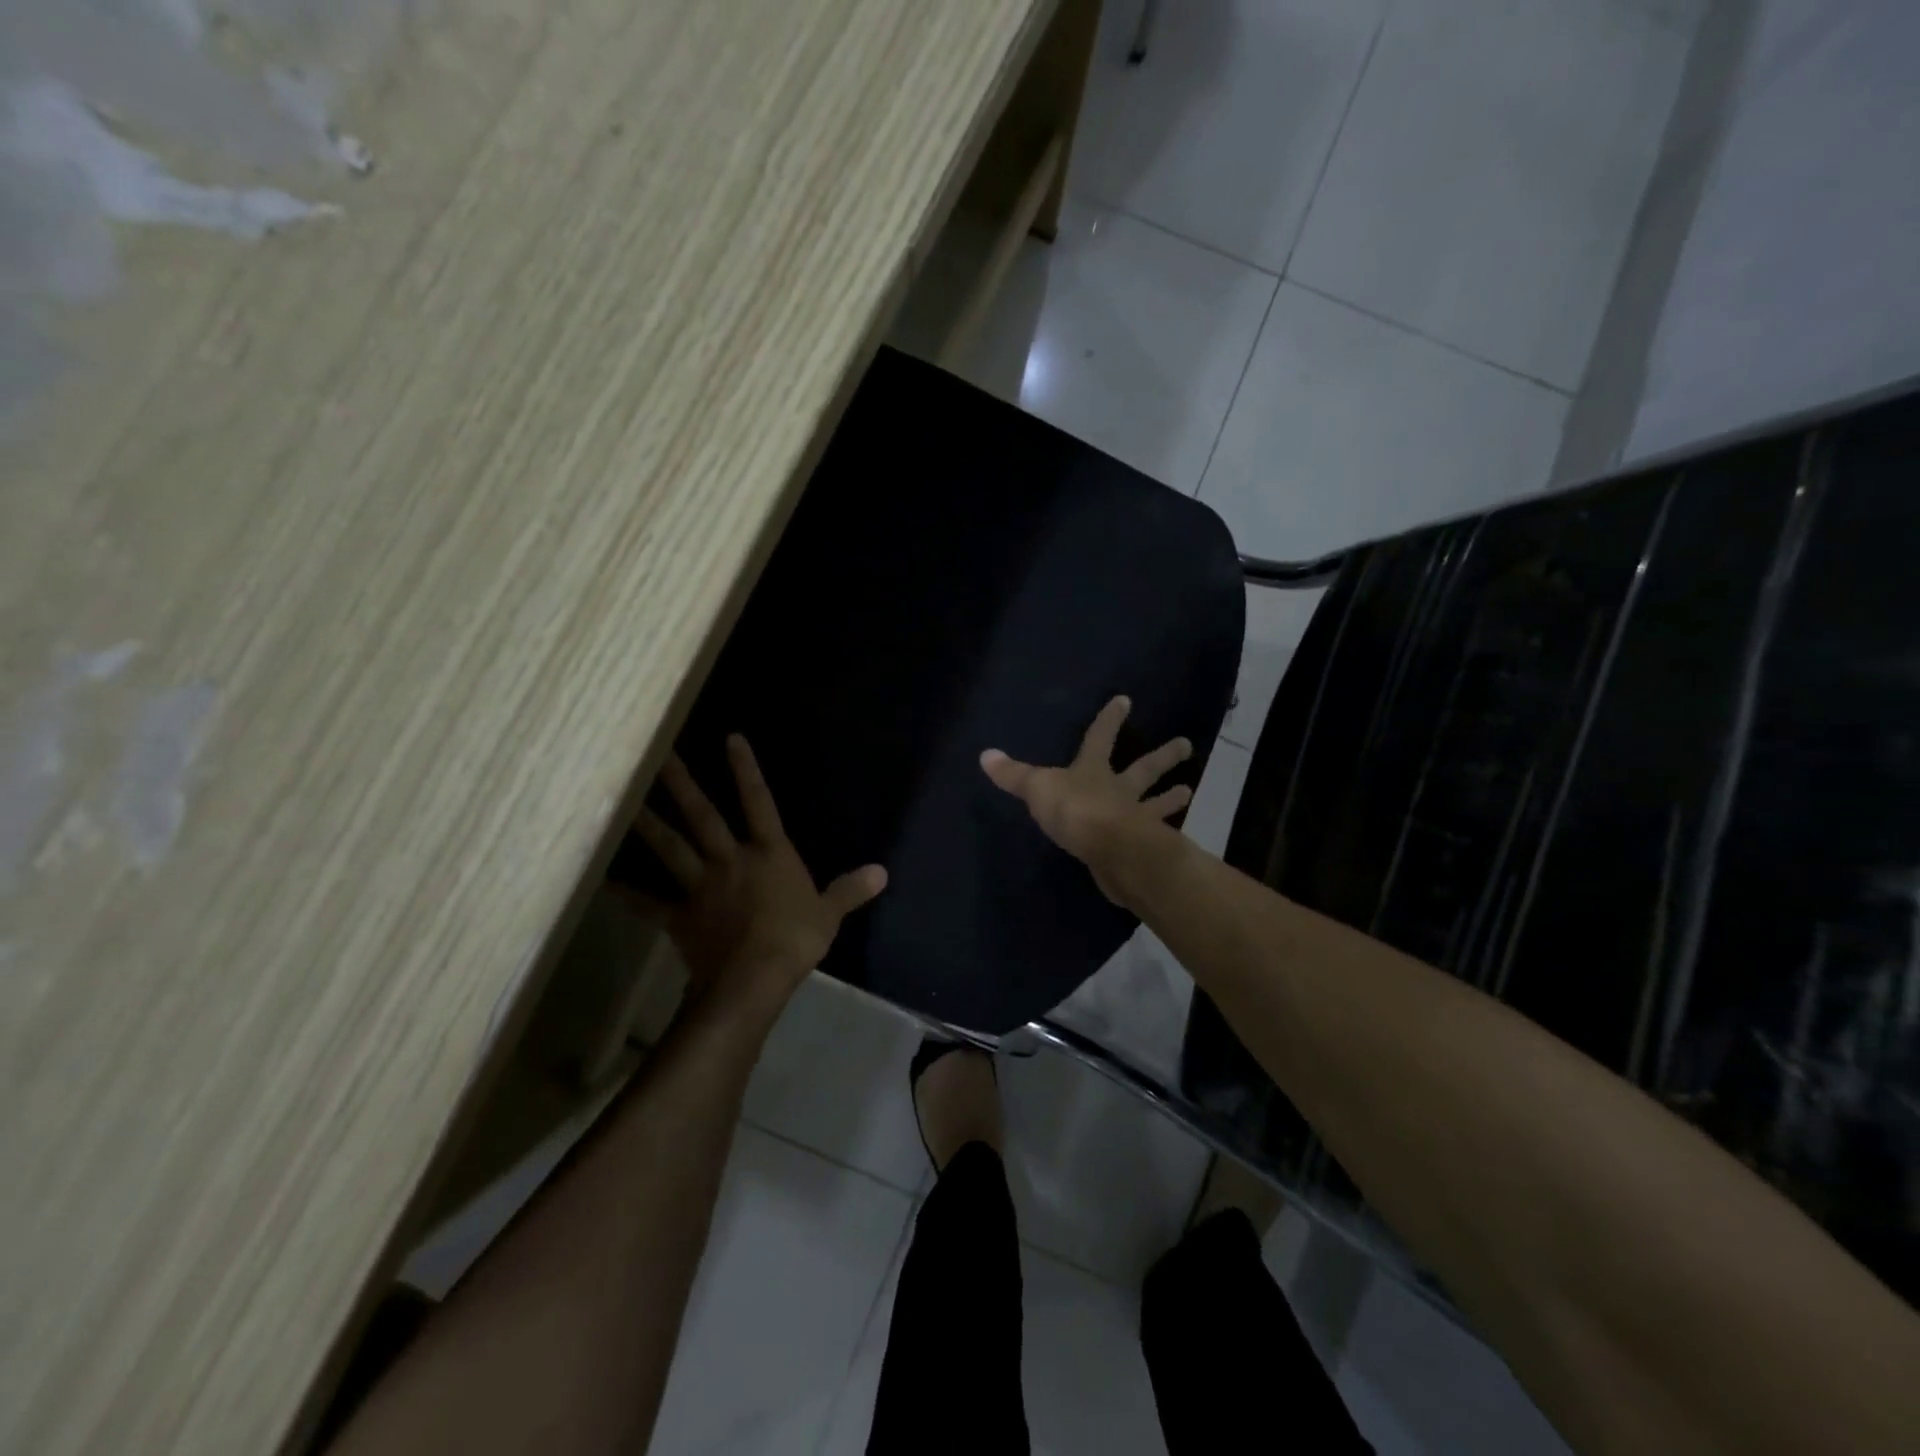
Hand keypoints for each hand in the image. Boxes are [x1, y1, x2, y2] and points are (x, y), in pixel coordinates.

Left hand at [633, 735, 886, 1019]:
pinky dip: (627, 893)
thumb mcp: (830, 913)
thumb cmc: (795, 939)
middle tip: (656, 755)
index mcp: (769, 854)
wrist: (753, 978)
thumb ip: (851, 889)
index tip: (730, 738)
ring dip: (647, 824)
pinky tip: (603, 882)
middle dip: (682, 784)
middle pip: (703, 816)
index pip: (759, 803)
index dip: (746, 770)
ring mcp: (701, 886)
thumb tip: (882, 872)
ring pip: (671, 848)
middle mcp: (731, 860)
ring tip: (622, 801)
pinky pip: (649, 902)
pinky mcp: (680, 916)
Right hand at [979, 695, 1192, 903]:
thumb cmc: (1075, 810)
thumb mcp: (1037, 789)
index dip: (1110, 719)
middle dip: (1162, 756)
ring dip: (1170, 797)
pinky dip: (1163, 836)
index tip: (1126, 700)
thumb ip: (1014, 775)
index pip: (1100, 737)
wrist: (1110, 849)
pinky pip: (1155, 837)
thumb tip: (985, 755)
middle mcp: (1119, 790)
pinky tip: (1175, 838)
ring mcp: (1135, 818)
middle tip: (1186, 744)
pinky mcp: (1141, 847)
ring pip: (1155, 803)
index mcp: (1093, 770)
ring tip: (1188, 791)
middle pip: (1143, 769)